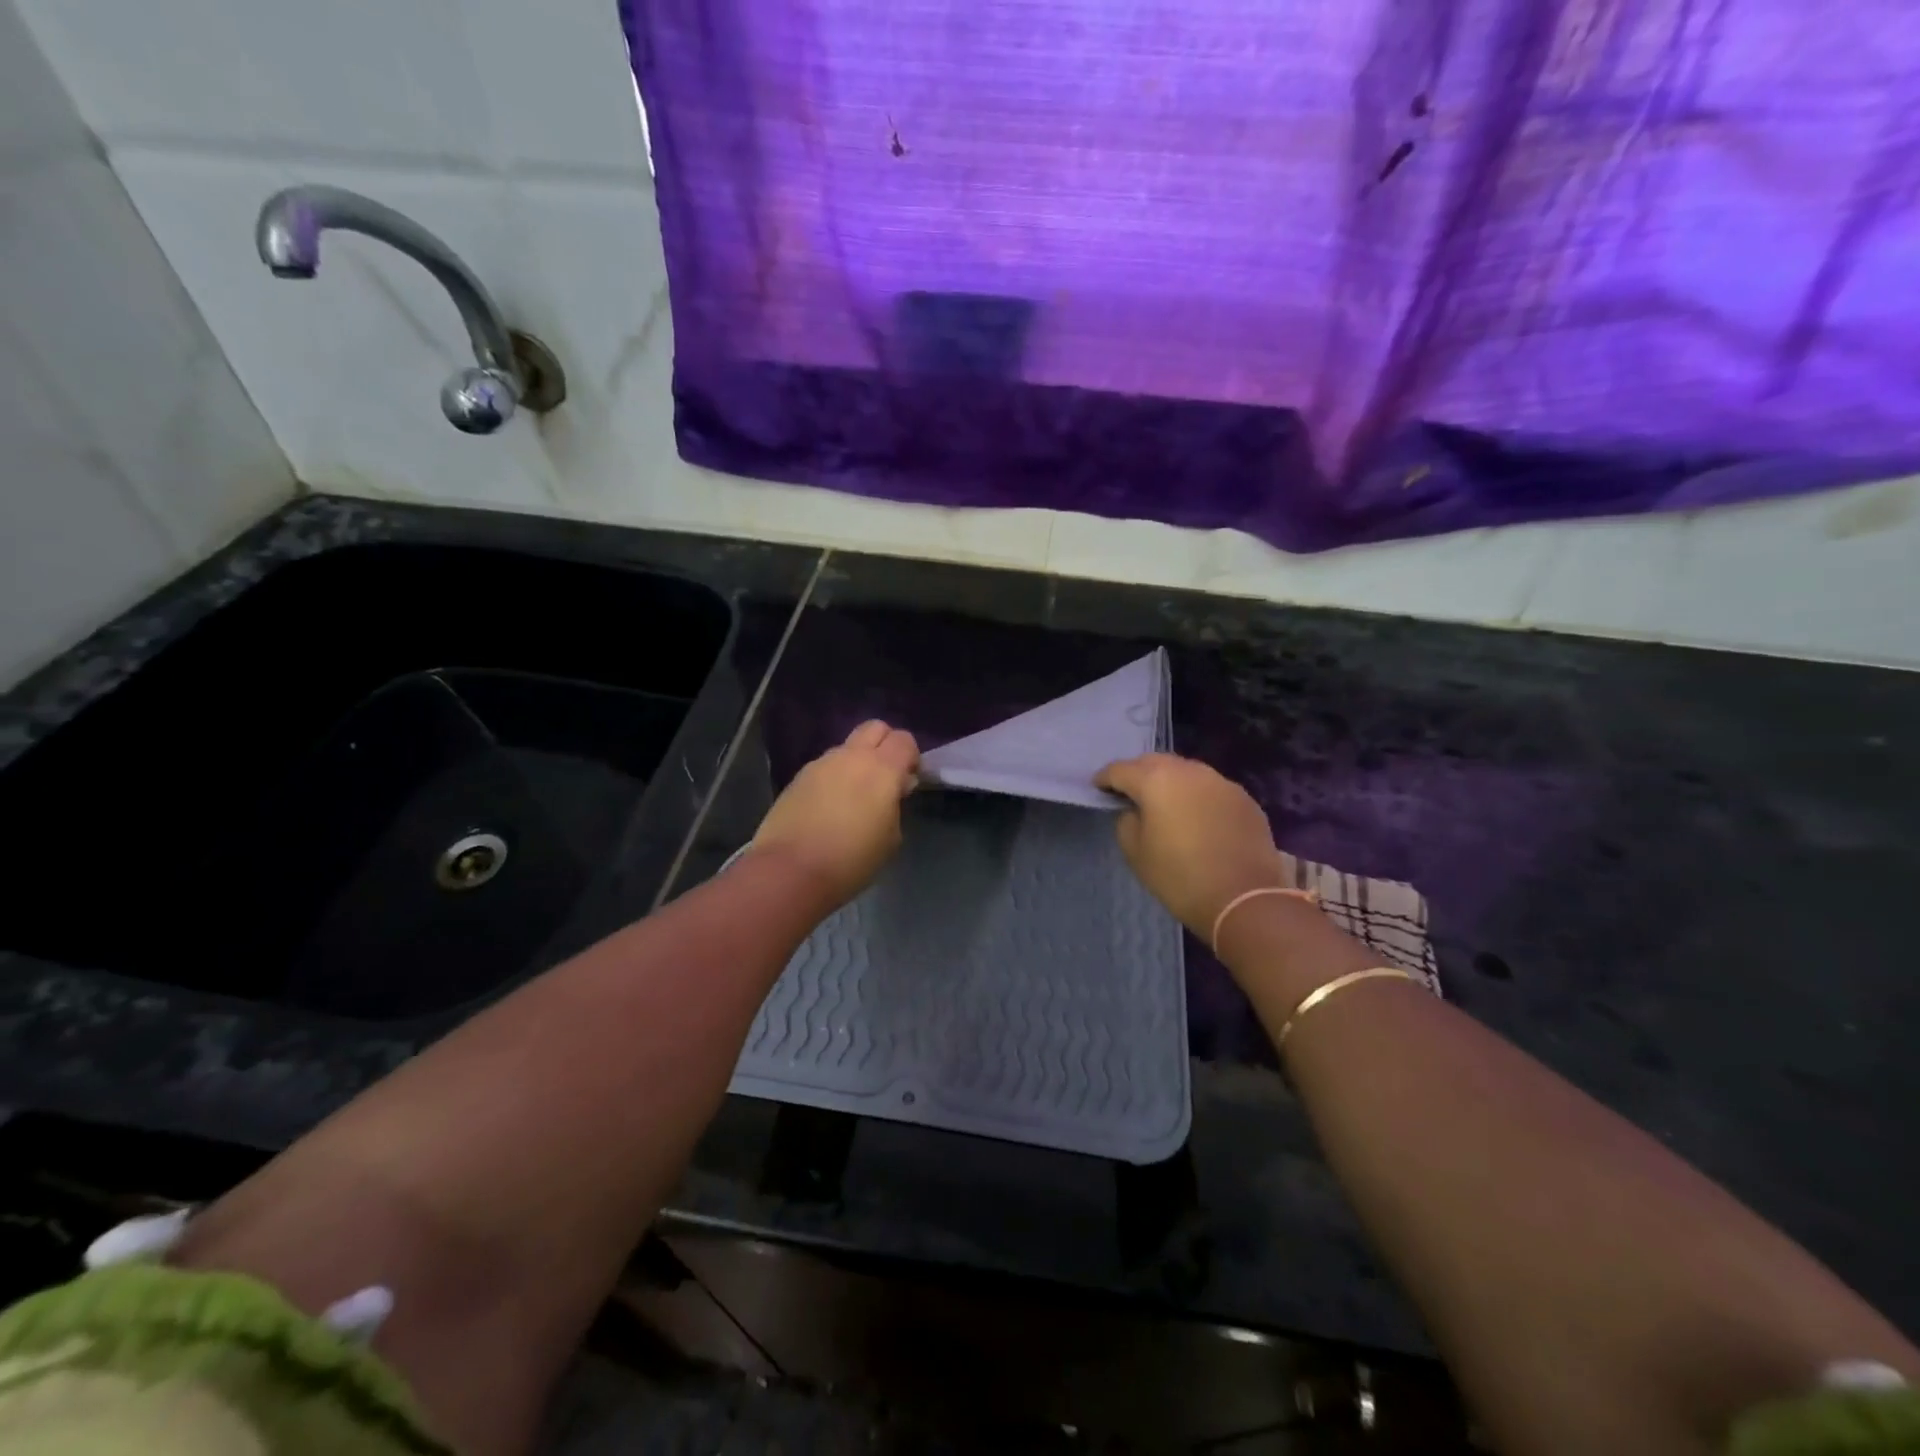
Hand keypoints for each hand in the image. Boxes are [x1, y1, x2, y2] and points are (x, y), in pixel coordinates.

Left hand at [751, 720, 919, 909]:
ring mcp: (820, 764)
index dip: (911, 758)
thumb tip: (891, 792)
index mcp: (882, 769)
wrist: (790, 872)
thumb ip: (895, 806)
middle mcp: (851, 756)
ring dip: (856, 762)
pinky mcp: (797, 778)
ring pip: (847, 748)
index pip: (904, 740)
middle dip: (885, 745)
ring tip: (853, 798)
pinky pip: (825, 767)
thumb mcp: (891, 839)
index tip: (908, 783)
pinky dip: (833, 778)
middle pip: (875, 728)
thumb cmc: (852, 860)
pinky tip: (828, 808)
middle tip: (885, 779)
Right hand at [1095, 753, 1290, 936]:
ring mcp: (1221, 782)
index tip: (1098, 789)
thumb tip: (1135, 811)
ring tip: (1165, 804)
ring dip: (1171, 783)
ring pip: (1186, 772)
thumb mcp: (1135, 853)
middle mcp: (1189, 771)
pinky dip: (1197, 797)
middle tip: (1130, 793)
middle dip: (1138, 774)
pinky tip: (1197, 818)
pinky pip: (1211, 789)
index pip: (1120, 770)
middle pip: (1155, 762)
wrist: (1244, 899)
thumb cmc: (1179, 877)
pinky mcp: (1244, 799)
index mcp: (1156, 780)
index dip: (1105, 779)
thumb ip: (1127, 821)